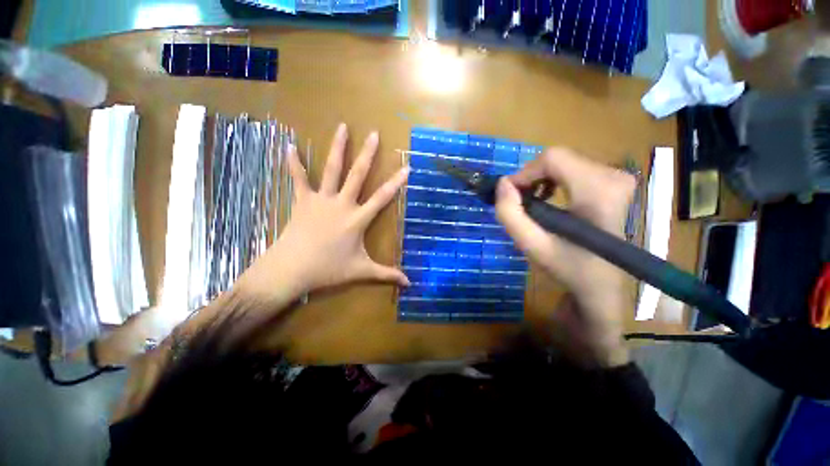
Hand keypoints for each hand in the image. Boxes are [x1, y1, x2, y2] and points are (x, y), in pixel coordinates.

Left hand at [243, 124, 409, 297]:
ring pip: (331, 169)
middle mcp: (341, 204)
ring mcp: (321, 199)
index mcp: (357, 219)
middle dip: (367, 154)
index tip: (406, 167)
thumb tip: (409, 284)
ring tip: (342, 127)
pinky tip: (289, 145)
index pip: (382, 198)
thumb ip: (386, 274)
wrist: (291, 269)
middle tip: (373, 134)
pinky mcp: (302, 200)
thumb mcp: (361, 271)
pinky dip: (293, 163)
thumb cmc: (328, 270)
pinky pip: (298, 179)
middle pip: (357, 175)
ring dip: (337, 148)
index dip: (395, 183)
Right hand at [495, 148, 634, 365]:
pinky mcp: (614, 182)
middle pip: (557, 158)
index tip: (510, 196)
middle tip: (520, 204)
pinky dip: (553, 180)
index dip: (524, 173)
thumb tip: (502, 184)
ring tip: (532, 204)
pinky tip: (548, 199)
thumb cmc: (568, 268)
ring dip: (540, 180)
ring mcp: (617, 177)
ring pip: (563, 162)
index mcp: (599, 190)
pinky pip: (573, 168)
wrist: (601, 285)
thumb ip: (510, 215)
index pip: (552, 158)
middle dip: (531, 178)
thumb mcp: (532, 246)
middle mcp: (614, 176)